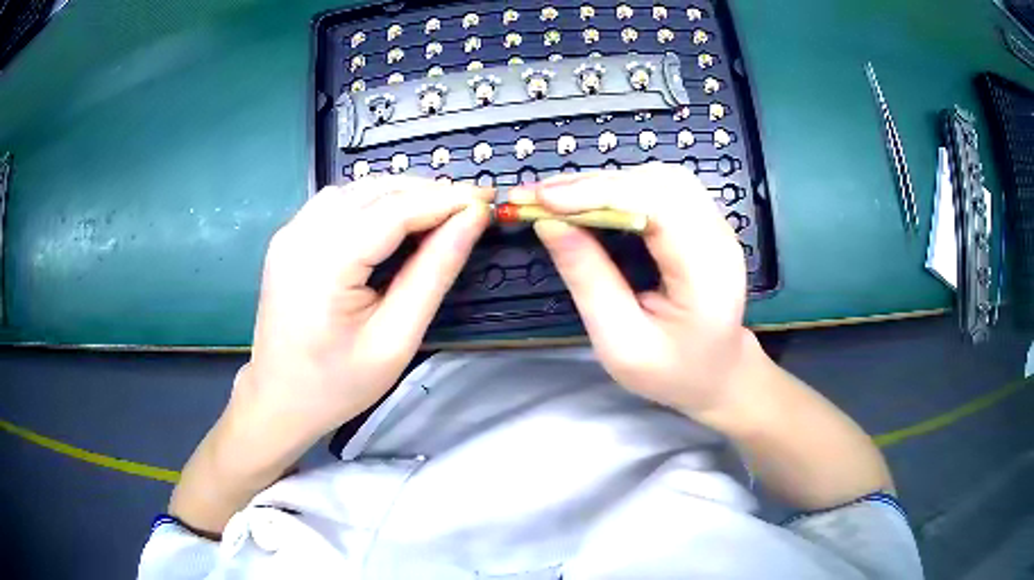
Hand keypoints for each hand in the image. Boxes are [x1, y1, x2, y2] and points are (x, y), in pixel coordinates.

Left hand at [171, 177, 489, 532]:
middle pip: (375, 191)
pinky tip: (391, 223)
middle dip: (427, 193)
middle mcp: (301, 234)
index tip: (487, 199)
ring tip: (435, 216)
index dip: (446, 199)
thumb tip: (471, 220)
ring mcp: (290, 232)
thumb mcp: (396, 339)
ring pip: (356, 190)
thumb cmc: (338, 384)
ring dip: (400, 194)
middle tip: (468, 210)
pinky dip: (372, 202)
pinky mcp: (288, 237)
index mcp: (326, 264)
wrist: (278, 400)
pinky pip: (337, 202)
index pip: (395, 210)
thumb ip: (433, 274)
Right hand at [509, 163, 749, 418]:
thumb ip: (588, 280)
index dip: (599, 193)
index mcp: (707, 274)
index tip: (543, 199)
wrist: (716, 374)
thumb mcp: (620, 342)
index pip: (658, 206)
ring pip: (660, 178)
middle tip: (538, 197)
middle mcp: (720, 238)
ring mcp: (717, 226)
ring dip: (605, 182)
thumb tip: (548, 223)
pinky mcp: (705, 222)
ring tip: (557, 198)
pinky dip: (621, 188)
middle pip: (659, 183)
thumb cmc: (670, 371)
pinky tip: (591, 200)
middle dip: (593, 184)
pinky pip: (662, 188)